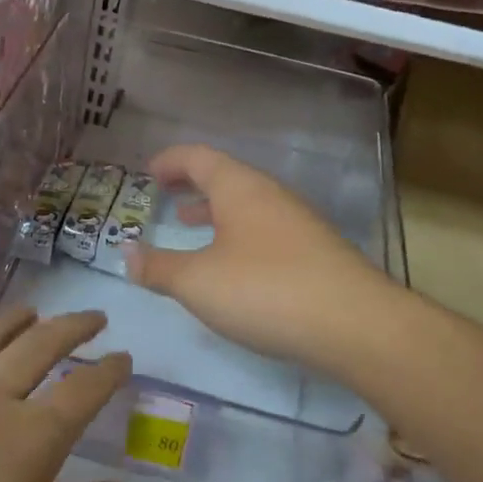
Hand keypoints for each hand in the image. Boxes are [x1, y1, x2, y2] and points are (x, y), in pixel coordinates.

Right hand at [124, 144, 397, 376]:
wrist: (355, 324)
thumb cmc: (265, 290)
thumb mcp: (198, 282)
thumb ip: (158, 267)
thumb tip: (127, 254)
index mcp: (240, 188)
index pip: (198, 157)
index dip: (170, 160)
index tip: (147, 172)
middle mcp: (271, 195)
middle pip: (225, 177)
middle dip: (191, 185)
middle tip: (164, 196)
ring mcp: (298, 223)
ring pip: (247, 205)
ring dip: (215, 211)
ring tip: (189, 225)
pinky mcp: (315, 253)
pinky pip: (264, 230)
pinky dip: (237, 236)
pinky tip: (232, 266)